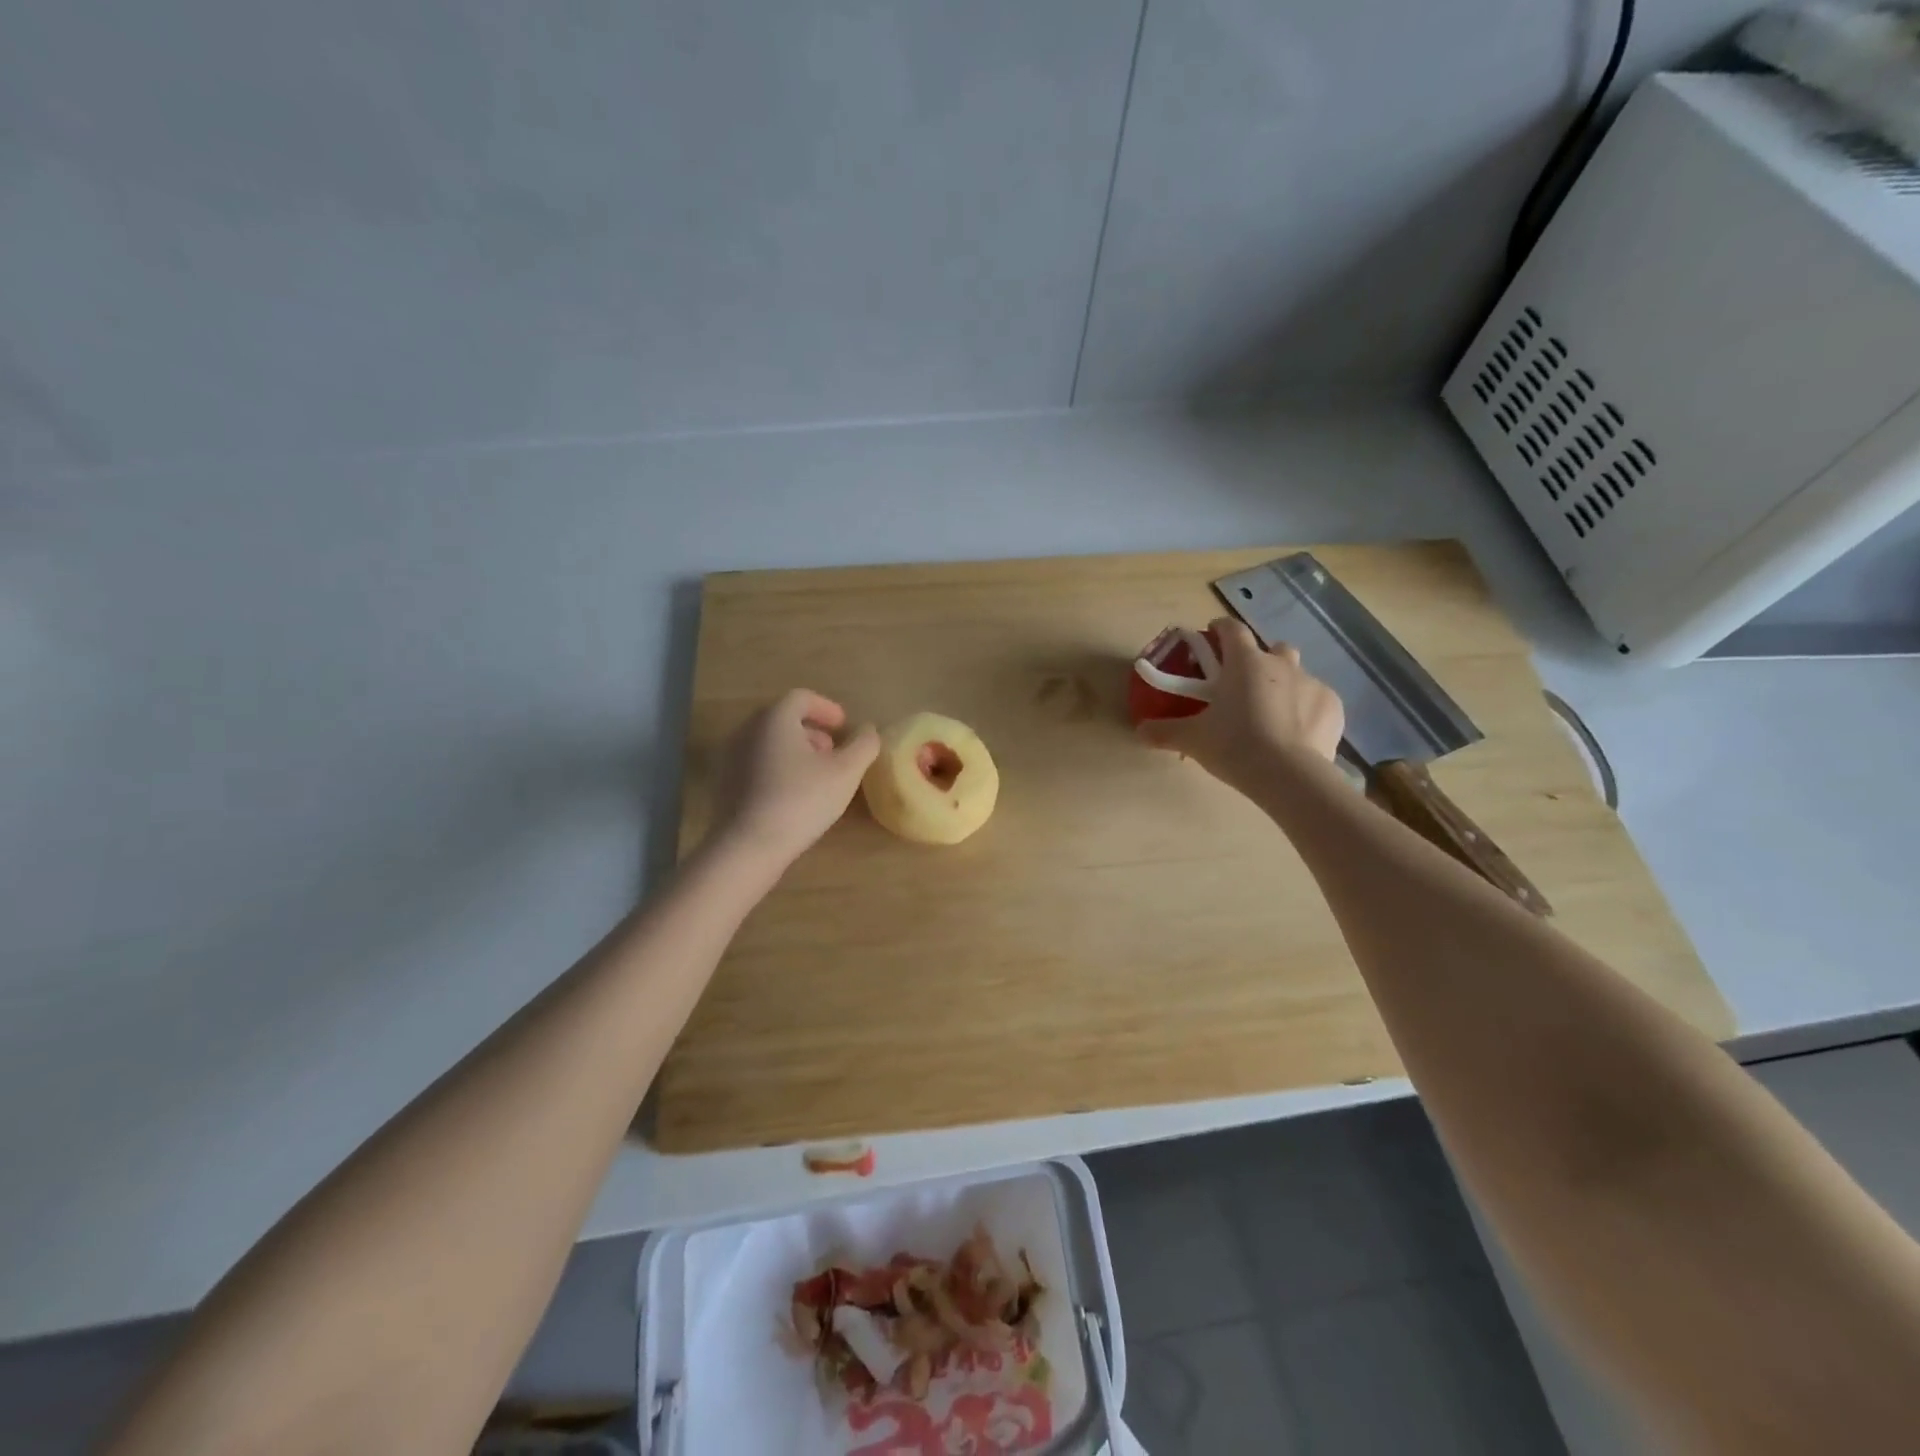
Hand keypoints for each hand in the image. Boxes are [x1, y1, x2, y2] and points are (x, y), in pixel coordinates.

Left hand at [708, 689, 879, 868]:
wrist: (748, 845)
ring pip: (768, 742)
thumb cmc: (801, 800)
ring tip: (816, 776)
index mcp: (775, 719)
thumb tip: (867, 730)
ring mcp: (731, 757)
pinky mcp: (724, 784)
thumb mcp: (846, 772)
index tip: (844, 727)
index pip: (801, 698)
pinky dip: (777, 768)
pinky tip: (792, 795)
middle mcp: (747, 730)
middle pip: (782, 719)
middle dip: (812, 731)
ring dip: (795, 751)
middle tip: (833, 752)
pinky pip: (756, 764)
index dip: (827, 708)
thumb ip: (864, 745)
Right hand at [1137, 617, 1344, 792]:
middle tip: (1245, 685)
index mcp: (1245, 663)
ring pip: (1298, 673)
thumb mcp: (1192, 740)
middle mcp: (1281, 664)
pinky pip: (1318, 700)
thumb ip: (1164, 731)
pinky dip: (1307, 710)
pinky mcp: (1333, 707)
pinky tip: (1297, 734)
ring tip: (1272, 713)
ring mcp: (1312, 684)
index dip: (1220, 629)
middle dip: (1261, 660)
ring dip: (1286, 685)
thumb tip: (1139, 731)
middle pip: (1273, 648)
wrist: (1289, 775)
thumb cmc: (1235, 746)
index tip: (1212, 635)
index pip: (1232, 630)